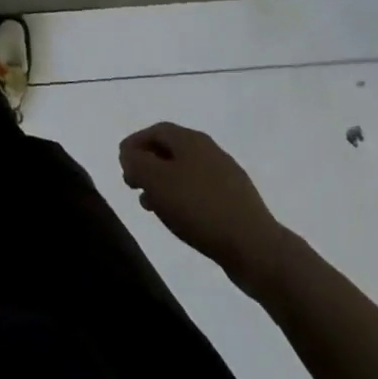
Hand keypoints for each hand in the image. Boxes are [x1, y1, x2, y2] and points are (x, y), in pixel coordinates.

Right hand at [119, 122, 291, 298]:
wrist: (255, 247)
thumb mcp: (156, 181)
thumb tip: (129, 153)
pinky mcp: (236, 200)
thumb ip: (136, 162)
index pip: (155, 130)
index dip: (135, 144)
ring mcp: (226, 175)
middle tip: (133, 185)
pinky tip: (179, 218)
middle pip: (170, 150)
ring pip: (185, 171)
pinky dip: (182, 197)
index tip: (121, 165)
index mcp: (191, 139)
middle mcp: (210, 150)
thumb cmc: (199, 208)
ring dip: (163, 183)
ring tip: (151, 206)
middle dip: (148, 164)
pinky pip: (200, 190)